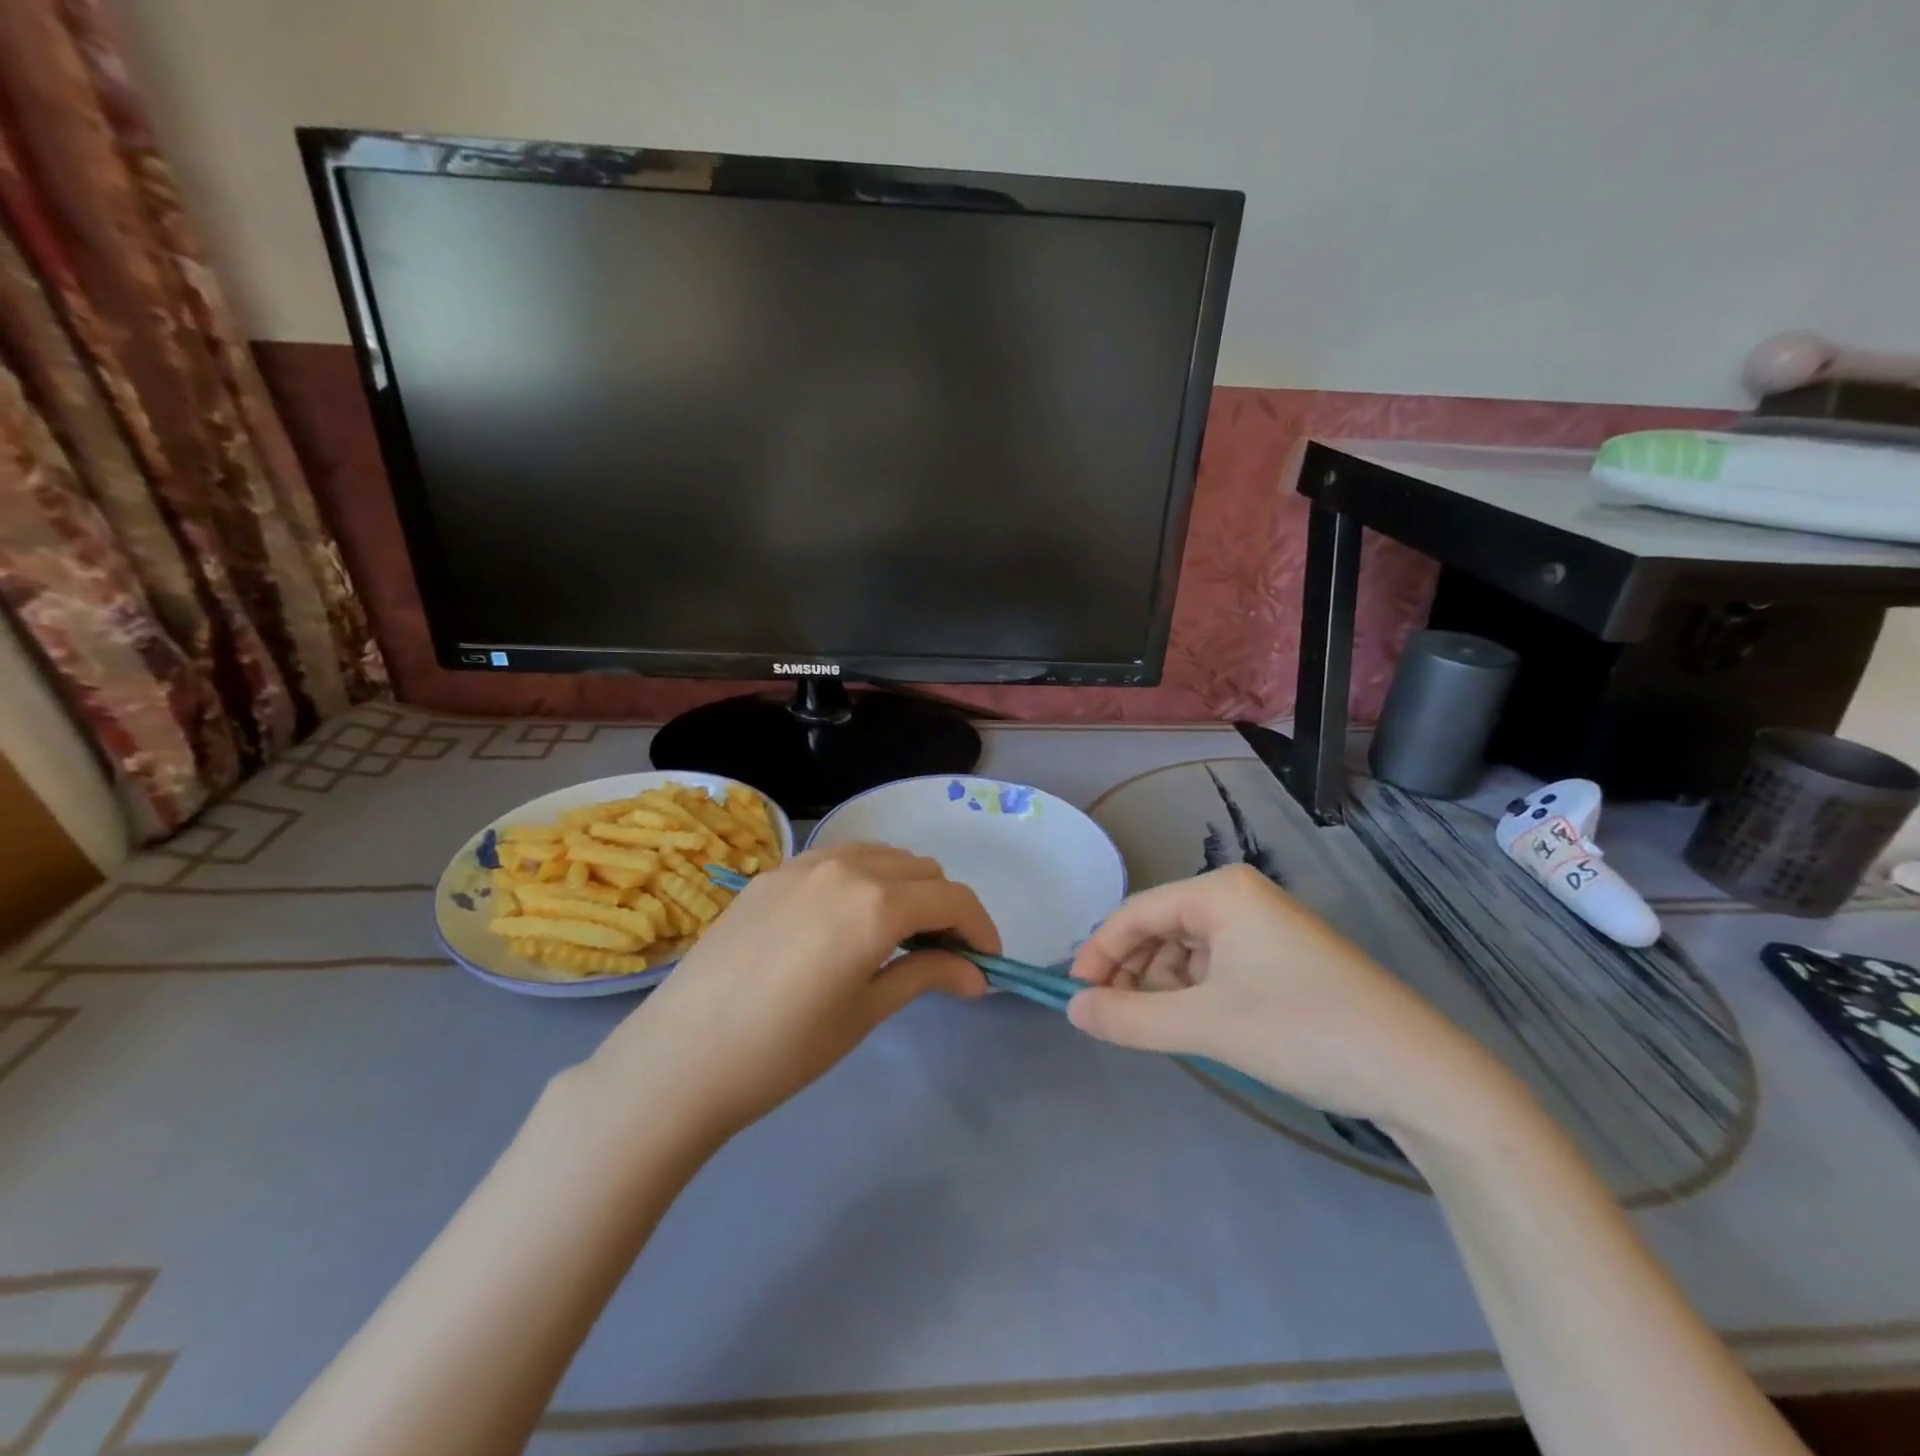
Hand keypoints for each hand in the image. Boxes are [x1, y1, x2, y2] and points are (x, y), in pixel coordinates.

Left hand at [581, 844, 995, 1142]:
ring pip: (881, 856)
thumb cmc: (784, 1048)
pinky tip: (847, 920)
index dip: (981, 928)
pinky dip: (864, 879)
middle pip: (922, 870)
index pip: (952, 899)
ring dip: (905, 887)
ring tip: (896, 936)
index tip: (986, 963)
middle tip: (942, 956)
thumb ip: (926, 976)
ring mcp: (804, 863)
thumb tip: (976, 974)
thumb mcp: (866, 1012)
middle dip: (944, 908)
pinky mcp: (772, 872)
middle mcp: (846, 867)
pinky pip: (839, 859)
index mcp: (877, 903)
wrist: (680, 1057)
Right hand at [1067, 865, 1503, 1130]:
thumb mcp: (1207, 1026)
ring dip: (1163, 986)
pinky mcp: (1284, 959)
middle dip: (1132, 971)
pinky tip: (1197, 1026)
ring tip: (1158, 1028)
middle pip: (1161, 927)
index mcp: (1221, 892)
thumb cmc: (1304, 1031)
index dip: (1100, 952)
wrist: (1421, 1075)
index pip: (1136, 912)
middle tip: (1114, 1018)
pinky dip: (1195, 994)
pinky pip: (1218, 966)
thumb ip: (1130, 1017)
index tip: (1075, 996)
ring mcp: (1266, 928)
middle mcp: (1241, 898)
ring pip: (1188, 950)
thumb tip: (1072, 1011)